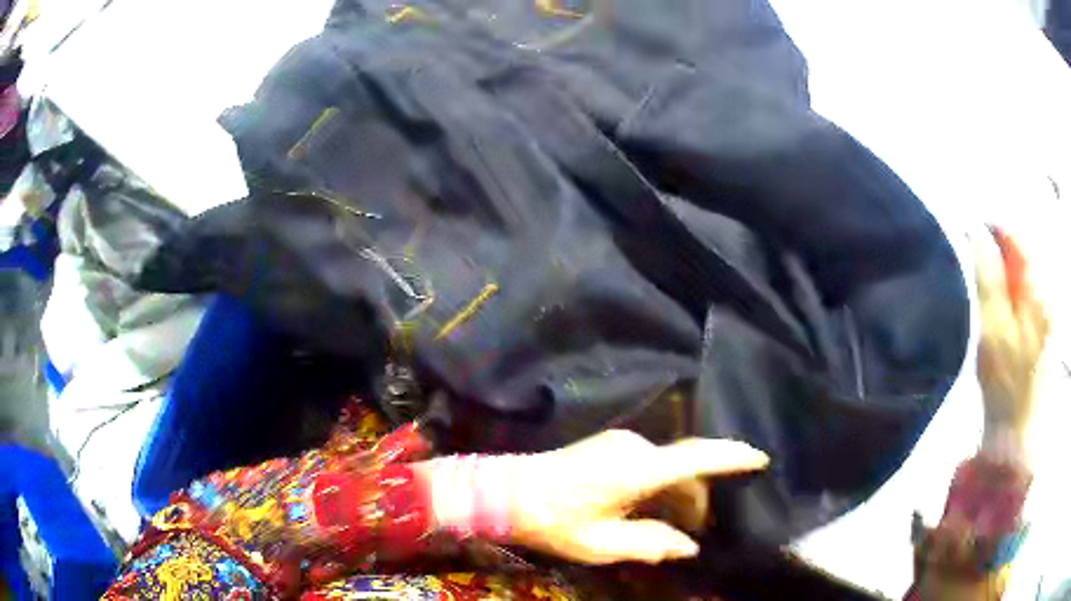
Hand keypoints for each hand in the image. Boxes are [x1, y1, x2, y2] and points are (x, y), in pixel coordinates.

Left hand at [506, 430, 767, 564]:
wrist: (507, 491)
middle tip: (700, 532)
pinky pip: (650, 463)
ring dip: (678, 493)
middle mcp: (635, 447)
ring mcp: (620, 443)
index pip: (697, 457)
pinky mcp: (610, 445)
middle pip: (684, 468)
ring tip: (676, 528)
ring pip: (667, 466)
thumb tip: (688, 546)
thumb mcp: (602, 543)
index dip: (732, 456)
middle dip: (699, 497)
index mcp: (638, 470)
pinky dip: (661, 485)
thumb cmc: (553, 521)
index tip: (760, 458)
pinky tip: (652, 510)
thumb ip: (651, 544)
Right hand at [973, 226, 1048, 442]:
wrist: (1018, 436)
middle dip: (996, 253)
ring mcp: (1046, 308)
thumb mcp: (993, 330)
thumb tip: (974, 230)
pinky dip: (1010, 292)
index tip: (965, 241)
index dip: (988, 230)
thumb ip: (987, 277)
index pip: (1013, 234)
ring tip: (985, 294)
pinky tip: (1000, 312)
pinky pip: (1025, 292)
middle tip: (973, 272)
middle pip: (1019, 250)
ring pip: (1021, 272)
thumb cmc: (1006, 385)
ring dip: (1002, 274)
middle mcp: (1046, 289)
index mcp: (1036, 286)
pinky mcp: (1043, 326)